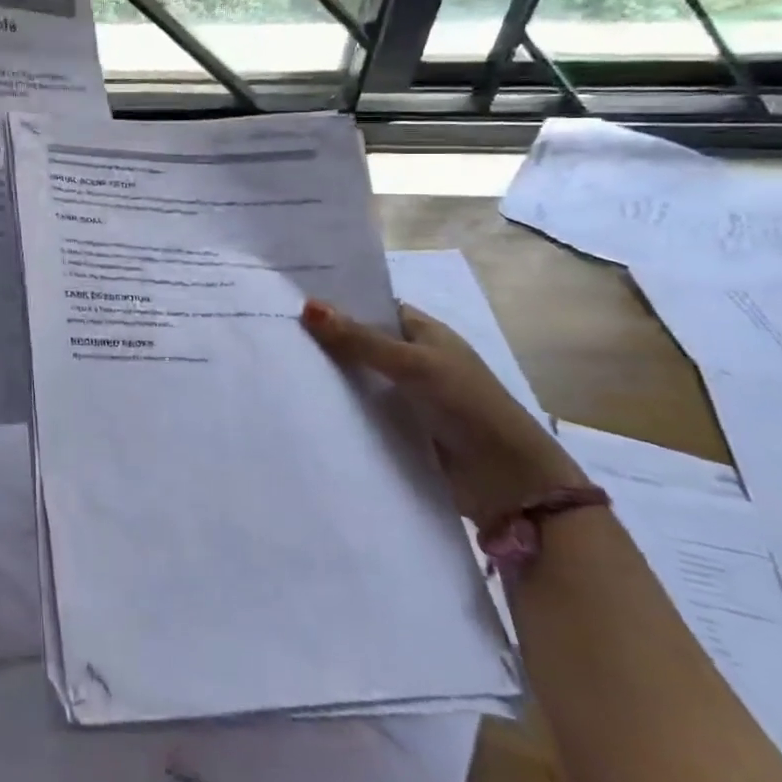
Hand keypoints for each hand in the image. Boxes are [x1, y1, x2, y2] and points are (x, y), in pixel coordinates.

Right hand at [301, 300, 583, 527]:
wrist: (509, 482)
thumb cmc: (468, 406)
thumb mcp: (412, 365)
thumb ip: (360, 339)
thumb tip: (308, 306)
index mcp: (424, 333)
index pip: (374, 308)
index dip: (338, 303)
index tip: (290, 299)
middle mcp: (414, 360)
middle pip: (361, 343)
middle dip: (325, 340)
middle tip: (272, 333)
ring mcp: (406, 396)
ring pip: (358, 378)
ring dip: (328, 376)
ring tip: (275, 366)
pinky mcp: (399, 429)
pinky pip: (361, 410)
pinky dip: (338, 407)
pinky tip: (302, 403)